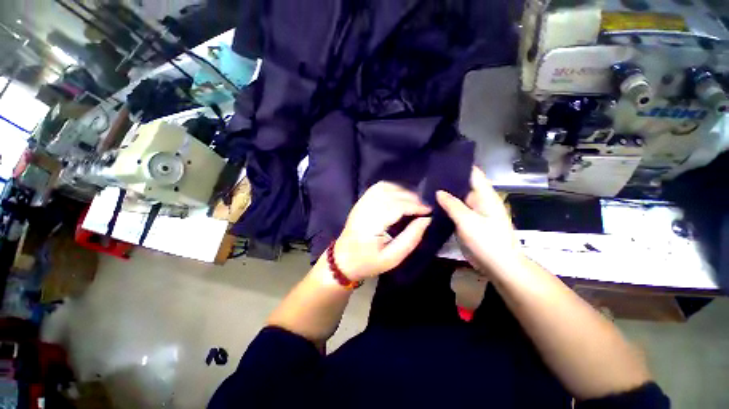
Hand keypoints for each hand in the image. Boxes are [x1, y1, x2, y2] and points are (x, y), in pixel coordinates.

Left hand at [334, 182, 431, 280]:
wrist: (343, 260)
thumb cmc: (368, 262)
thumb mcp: (392, 258)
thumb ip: (411, 238)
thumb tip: (426, 220)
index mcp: (371, 224)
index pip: (397, 206)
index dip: (415, 206)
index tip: (429, 211)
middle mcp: (365, 209)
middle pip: (392, 194)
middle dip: (411, 198)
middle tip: (424, 207)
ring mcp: (361, 203)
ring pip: (385, 187)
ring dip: (402, 191)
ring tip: (414, 202)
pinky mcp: (360, 202)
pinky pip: (378, 188)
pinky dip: (392, 188)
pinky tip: (400, 196)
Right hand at [436, 167, 521, 273]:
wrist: (498, 266)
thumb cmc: (488, 241)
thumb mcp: (468, 221)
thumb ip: (452, 205)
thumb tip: (438, 191)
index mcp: (485, 196)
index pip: (473, 173)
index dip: (459, 166)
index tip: (441, 161)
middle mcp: (478, 200)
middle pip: (463, 185)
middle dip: (447, 180)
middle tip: (427, 175)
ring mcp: (472, 212)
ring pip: (457, 198)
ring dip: (444, 194)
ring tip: (425, 187)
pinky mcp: (466, 222)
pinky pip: (454, 210)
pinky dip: (445, 207)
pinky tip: (431, 204)